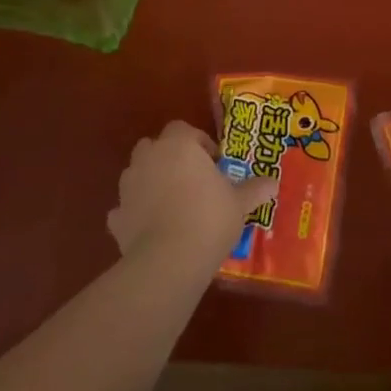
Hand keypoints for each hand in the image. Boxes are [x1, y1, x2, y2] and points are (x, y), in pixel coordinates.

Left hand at [107, 121, 277, 271]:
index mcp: (178, 145)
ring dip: (150, 182)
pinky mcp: (116, 218)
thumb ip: (254, 189)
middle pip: (154, 146)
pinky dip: (134, 214)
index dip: (198, 142)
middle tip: (191, 179)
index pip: (183, 129)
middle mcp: (149, 158)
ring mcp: (128, 187)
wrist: (168, 260)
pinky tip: (150, 229)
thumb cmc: (208, 218)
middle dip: (169, 157)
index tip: (214, 163)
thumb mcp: (240, 203)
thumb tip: (273, 183)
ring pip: (137, 174)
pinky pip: (125, 209)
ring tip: (172, 204)